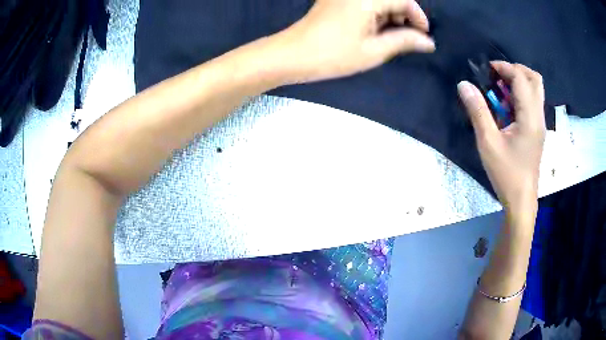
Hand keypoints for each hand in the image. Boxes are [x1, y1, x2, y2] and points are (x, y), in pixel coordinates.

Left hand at [277, 0, 434, 82]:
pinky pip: (364, 2)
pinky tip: (374, 30)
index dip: (418, 17)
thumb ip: (404, 41)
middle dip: (404, 16)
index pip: (404, 0)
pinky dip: (375, 13)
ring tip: (391, 37)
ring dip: (390, 15)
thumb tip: (428, 42)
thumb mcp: (374, 51)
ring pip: (378, 0)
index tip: (423, 36)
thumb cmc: (333, 55)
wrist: (292, 55)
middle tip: (407, 39)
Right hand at [458, 62, 545, 219]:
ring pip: (536, 90)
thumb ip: (478, 111)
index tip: (487, 69)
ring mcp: (540, 124)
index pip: (521, 78)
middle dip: (516, 70)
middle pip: (535, 79)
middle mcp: (539, 116)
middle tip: (498, 76)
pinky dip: (521, 96)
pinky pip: (533, 103)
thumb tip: (464, 85)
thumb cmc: (507, 174)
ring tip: (502, 90)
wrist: (521, 200)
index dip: (504, 67)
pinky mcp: (537, 131)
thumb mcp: (488, 143)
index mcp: (530, 117)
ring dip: (519, 82)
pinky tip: (507, 108)